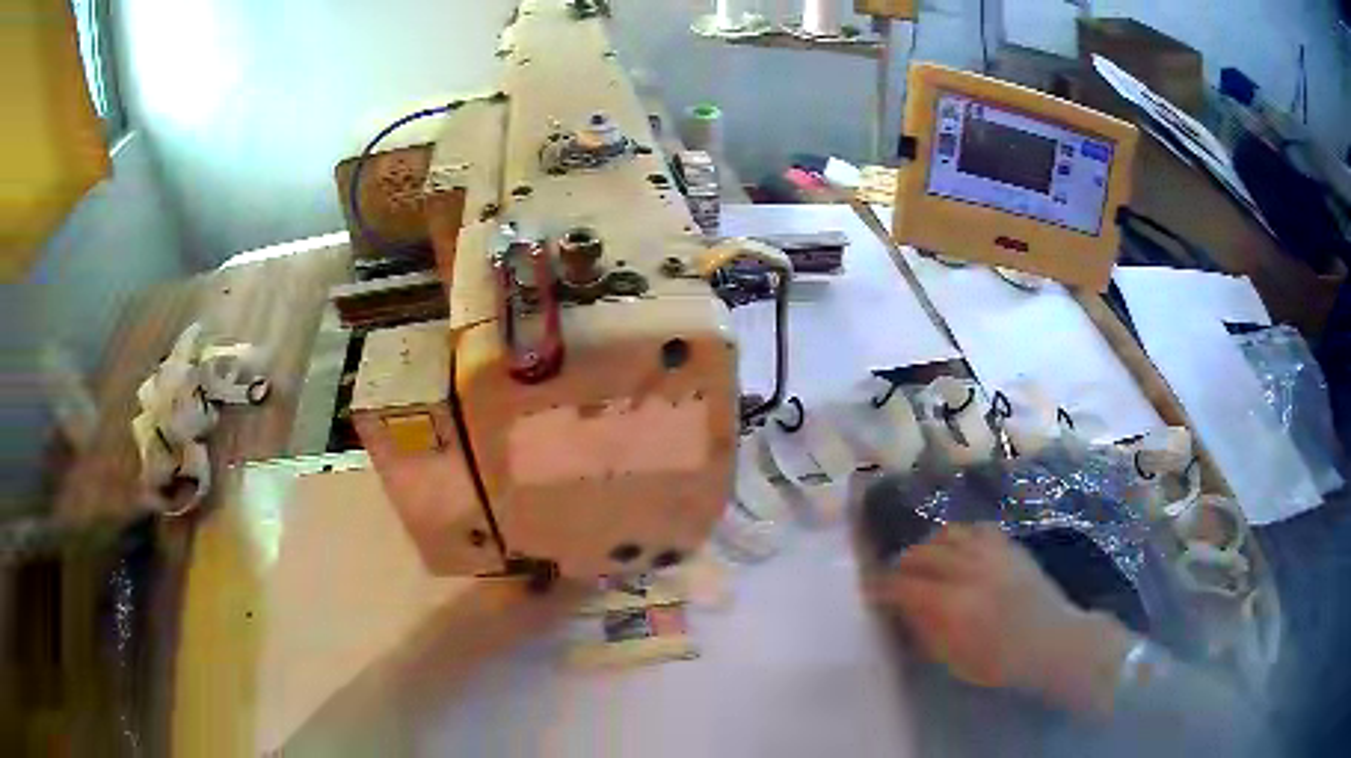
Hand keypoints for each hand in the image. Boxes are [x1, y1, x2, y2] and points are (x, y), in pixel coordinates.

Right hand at [866, 522, 1135, 715]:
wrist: (1053, 642)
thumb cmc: (1001, 663)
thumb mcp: (954, 660)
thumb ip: (925, 632)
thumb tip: (901, 612)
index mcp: (953, 606)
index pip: (904, 586)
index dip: (882, 587)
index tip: (870, 592)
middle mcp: (969, 571)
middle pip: (921, 554)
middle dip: (900, 564)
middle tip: (893, 578)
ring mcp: (992, 553)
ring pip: (946, 534)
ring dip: (927, 547)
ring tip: (923, 562)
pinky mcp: (1009, 546)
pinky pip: (975, 529)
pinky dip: (958, 536)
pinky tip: (956, 549)